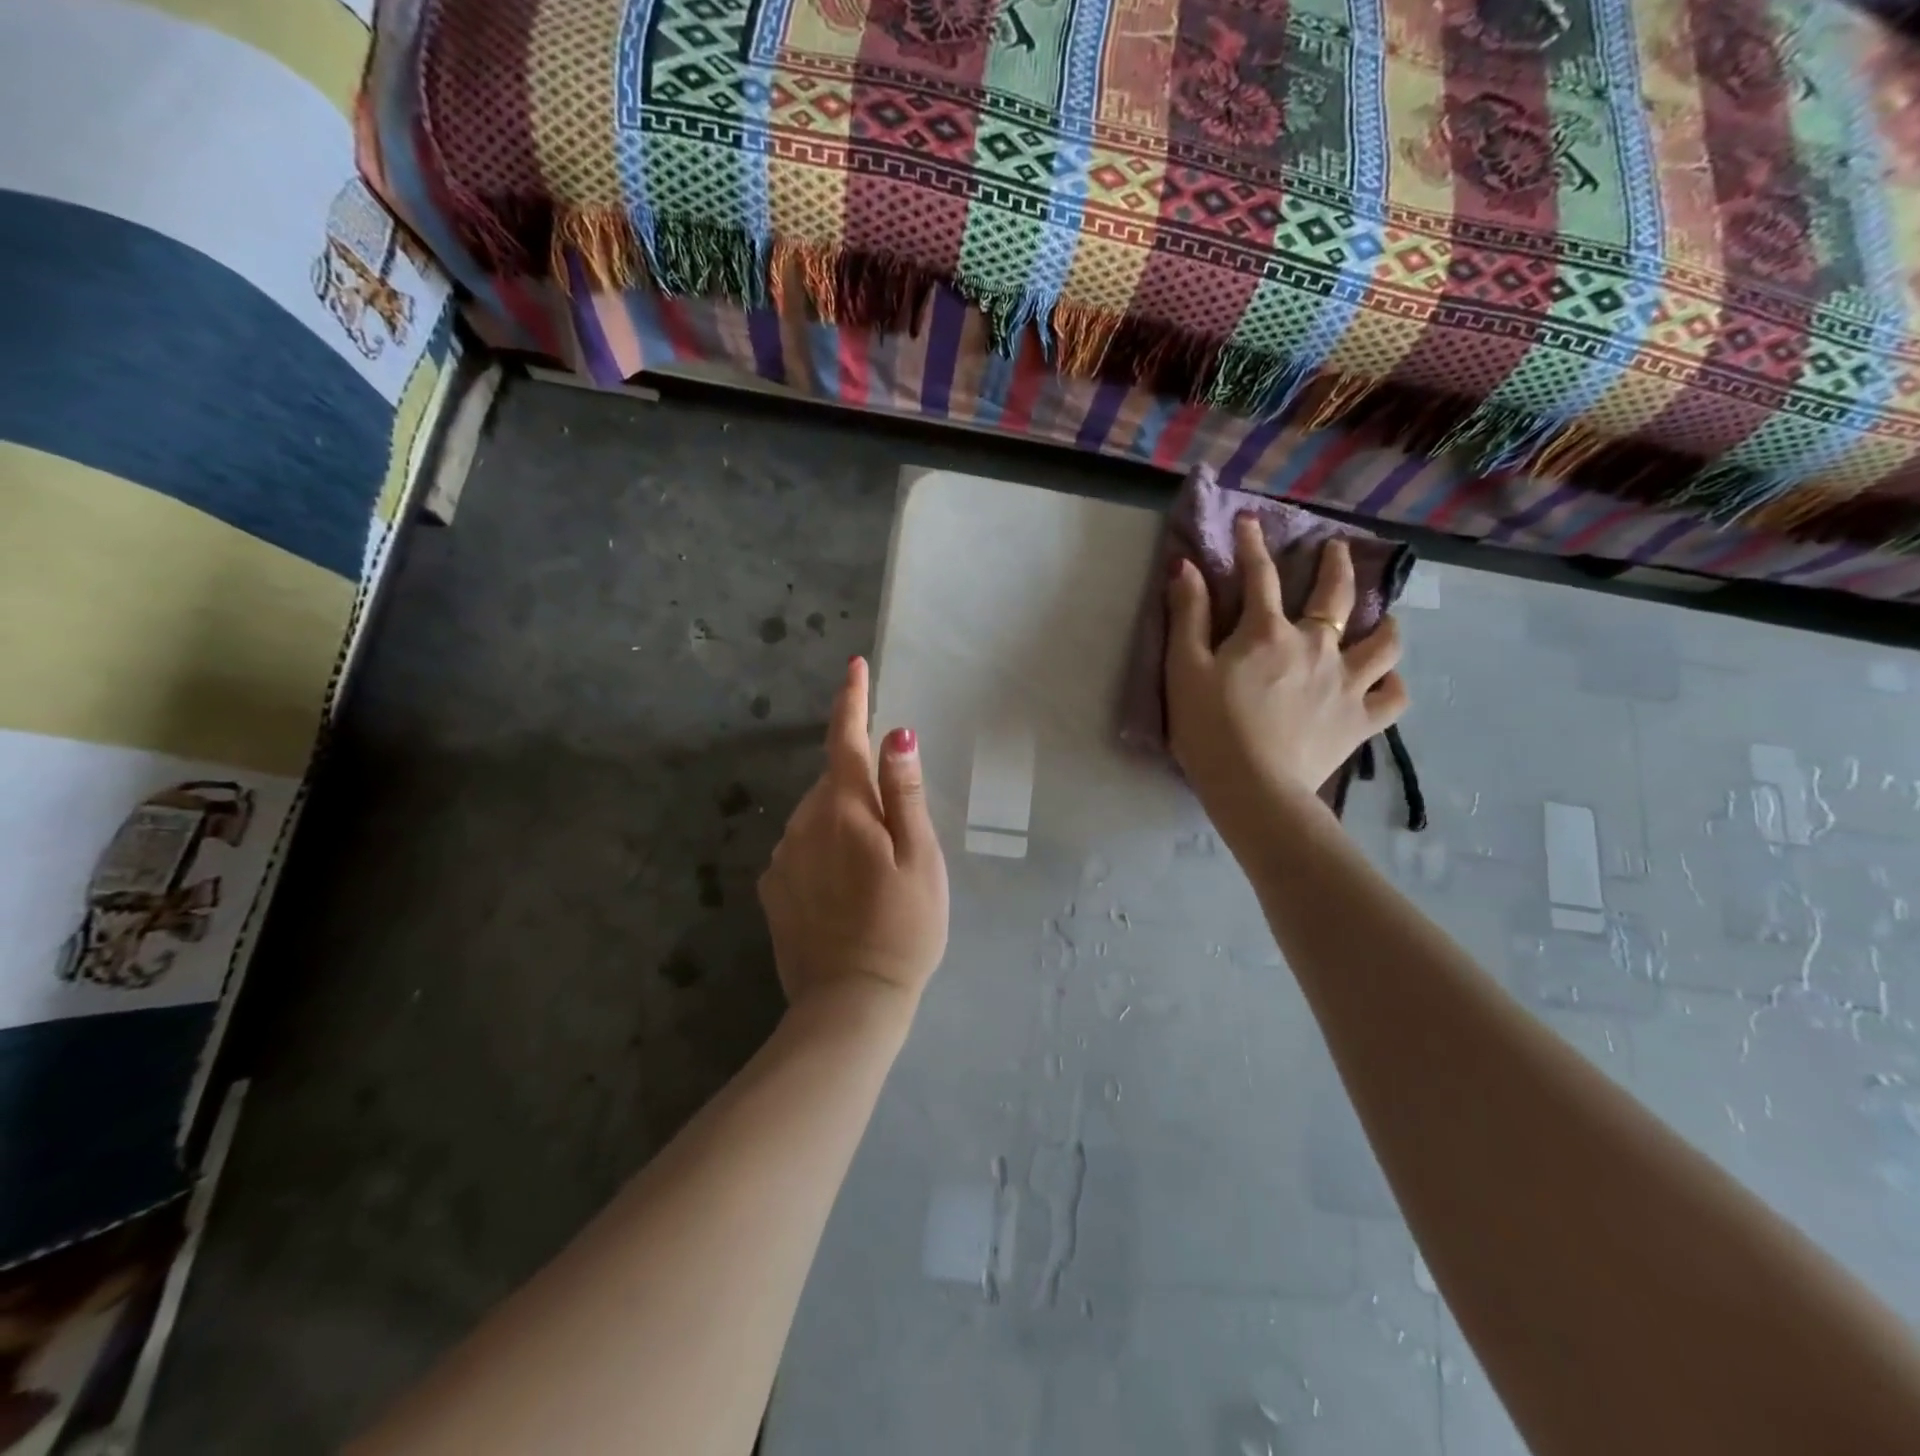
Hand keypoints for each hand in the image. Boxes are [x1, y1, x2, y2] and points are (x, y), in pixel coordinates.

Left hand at [759, 657, 949, 1019]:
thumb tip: (896, 734)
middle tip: (896, 832)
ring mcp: (782, 858)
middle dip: (860, 785)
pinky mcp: (772, 889)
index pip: (846, 739)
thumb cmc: (903, 927)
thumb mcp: (921, 858)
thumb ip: (905, 793)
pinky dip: (822, 850)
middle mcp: (803, 823)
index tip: (854, 665)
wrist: (851, 1002)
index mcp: (845, 810)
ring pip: (816, 816)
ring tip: (874, 870)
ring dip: (842, 821)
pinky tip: (844, 889)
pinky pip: (800, 848)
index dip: (852, 700)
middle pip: (833, 781)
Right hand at [1166, 515, 1408, 826]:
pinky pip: (1393, 696)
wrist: (1253, 788)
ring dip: (1383, 623)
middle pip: (1336, 595)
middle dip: (1337, 565)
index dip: (1252, 545)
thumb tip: (1186, 565)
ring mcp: (1346, 683)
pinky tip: (1385, 681)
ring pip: (1383, 642)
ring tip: (1381, 618)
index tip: (1251, 522)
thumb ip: (1187, 615)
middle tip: (1337, 549)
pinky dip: (1392, 684)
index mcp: (1268, 633)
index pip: (1260, 576)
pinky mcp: (1362, 721)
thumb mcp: (1183, 669)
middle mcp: (1316, 647)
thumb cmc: (1209, 729)